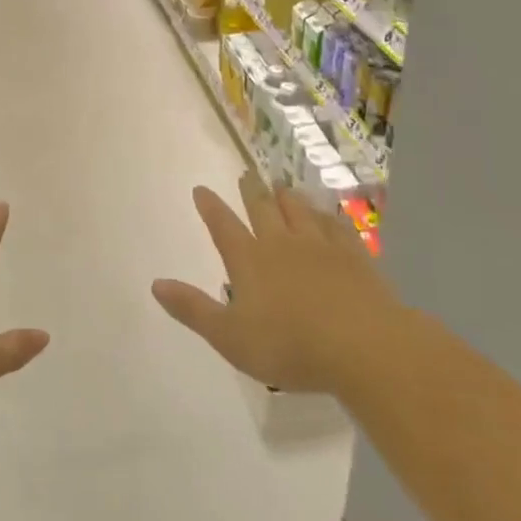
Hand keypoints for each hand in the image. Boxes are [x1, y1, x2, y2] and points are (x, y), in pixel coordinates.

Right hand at [152, 174, 399, 394]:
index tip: (201, 189)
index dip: (210, 208)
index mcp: (249, 261)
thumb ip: (193, 309)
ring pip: (300, 211)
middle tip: (246, 174)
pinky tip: (330, 213)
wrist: (364, 346)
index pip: (223, 226)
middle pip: (263, 209)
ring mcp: (321, 246)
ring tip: (282, 185)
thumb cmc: (290, 346)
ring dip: (288, 196)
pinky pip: (338, 226)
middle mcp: (281, 244)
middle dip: (251, 191)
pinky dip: (329, 216)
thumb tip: (156, 284)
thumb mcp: (230, 337)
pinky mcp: (354, 257)